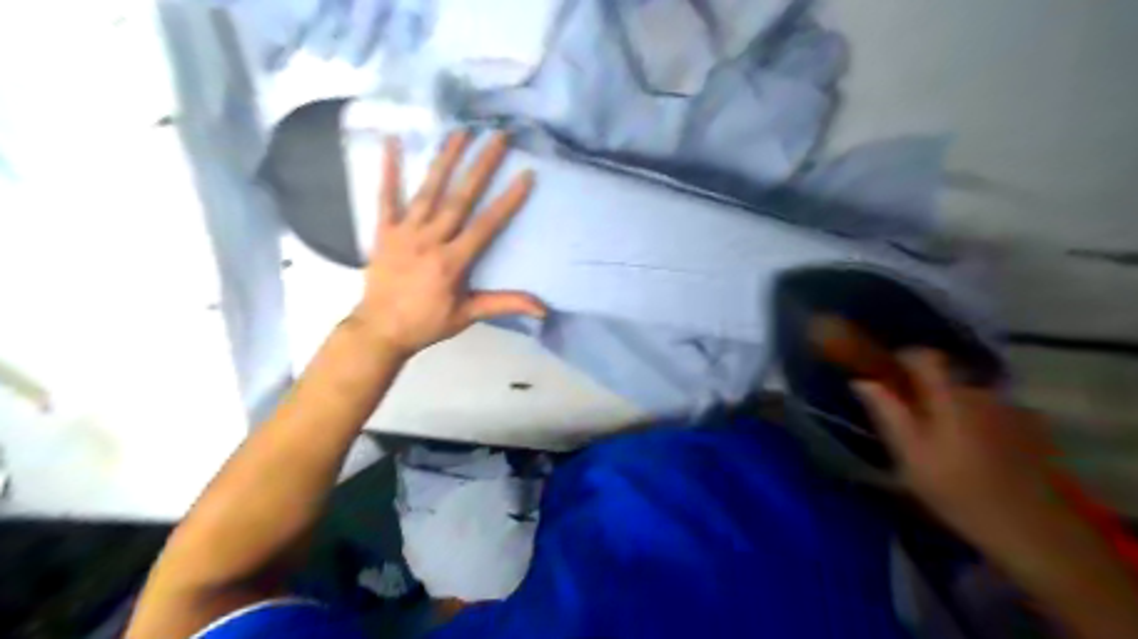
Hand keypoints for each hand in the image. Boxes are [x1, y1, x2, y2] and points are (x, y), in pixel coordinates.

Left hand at [351, 129, 546, 355]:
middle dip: (481, 166)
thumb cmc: (426, 323)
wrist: (379, 330)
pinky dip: (388, 169)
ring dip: (445, 159)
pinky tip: (392, 141)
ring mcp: (404, 232)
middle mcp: (430, 240)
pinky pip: (385, 197)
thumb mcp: (468, 315)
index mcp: (452, 261)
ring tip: (461, 131)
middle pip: (460, 198)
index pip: (486, 225)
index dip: (508, 200)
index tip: (526, 174)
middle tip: (497, 137)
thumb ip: (504, 304)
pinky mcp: (383, 231)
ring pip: (428, 191)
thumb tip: (543, 309)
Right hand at [854, 349, 1067, 547]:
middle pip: (944, 374)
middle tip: (904, 416)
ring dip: (946, 404)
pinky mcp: (1026, 427)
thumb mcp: (908, 453)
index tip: (883, 377)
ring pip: (965, 393)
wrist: (1029, 528)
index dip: (900, 358)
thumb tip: (862, 380)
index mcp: (949, 395)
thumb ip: (886, 411)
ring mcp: (1007, 408)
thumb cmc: (956, 490)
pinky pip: (986, 409)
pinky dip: (970, 418)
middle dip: (921, 387)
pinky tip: (967, 448)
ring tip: (936, 436)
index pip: (923, 355)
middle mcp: (980, 391)